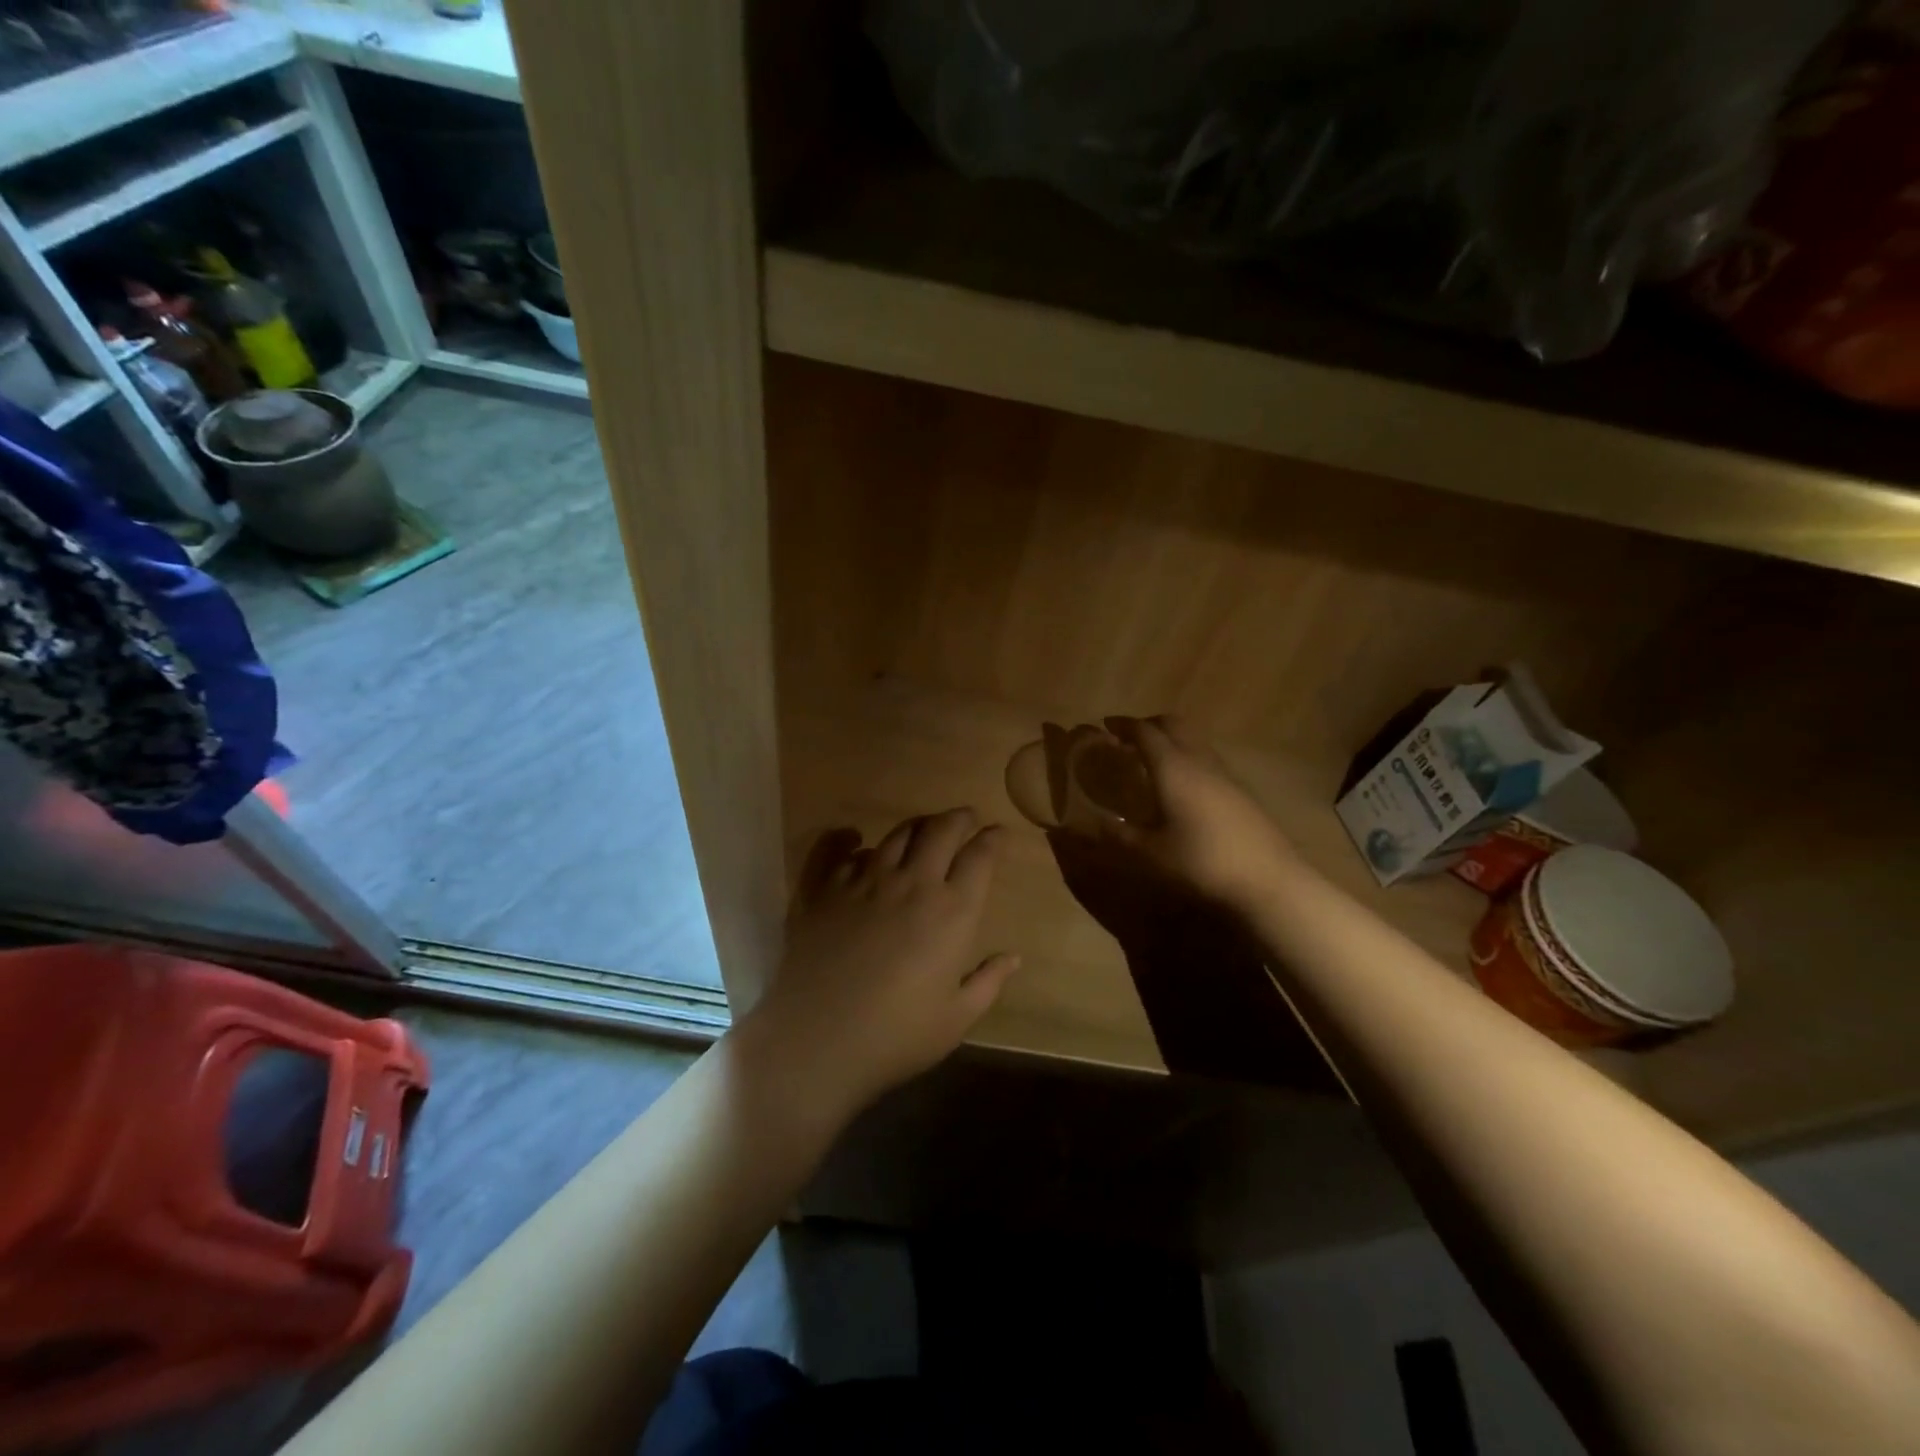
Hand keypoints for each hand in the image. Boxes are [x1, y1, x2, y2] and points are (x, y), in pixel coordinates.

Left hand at [736, 808, 1018, 1121]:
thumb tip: (1014, 957)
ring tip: (923, 830)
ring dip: (917, 826)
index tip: (998, 832)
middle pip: (941, 830)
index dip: (993, 839)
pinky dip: (852, 840)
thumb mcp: (956, 1018)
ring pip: (897, 833)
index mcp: (952, 911)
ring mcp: (865, 880)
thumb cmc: (897, 1035)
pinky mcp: (825, 888)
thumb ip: (988, 982)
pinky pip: (842, 850)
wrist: (817, 1040)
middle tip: (965, 819)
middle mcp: (912, 883)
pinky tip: (855, 840)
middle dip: (959, 818)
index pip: (981, 857)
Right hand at [1097, 715, 1296, 908]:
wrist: (1268, 880)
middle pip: (1174, 725)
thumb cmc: (1200, 862)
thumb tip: (1089, 823)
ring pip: (1194, 740)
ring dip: (1171, 740)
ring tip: (1153, 761)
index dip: (1123, 725)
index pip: (1145, 732)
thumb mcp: (1149, 854)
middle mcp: (1199, 761)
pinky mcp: (1241, 791)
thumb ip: (1117, 835)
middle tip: (1128, 739)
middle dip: (1149, 725)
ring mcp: (1225, 774)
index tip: (1106, 726)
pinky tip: (1182, 787)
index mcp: (1172, 768)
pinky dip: (1188, 758)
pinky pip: (1207, 760)